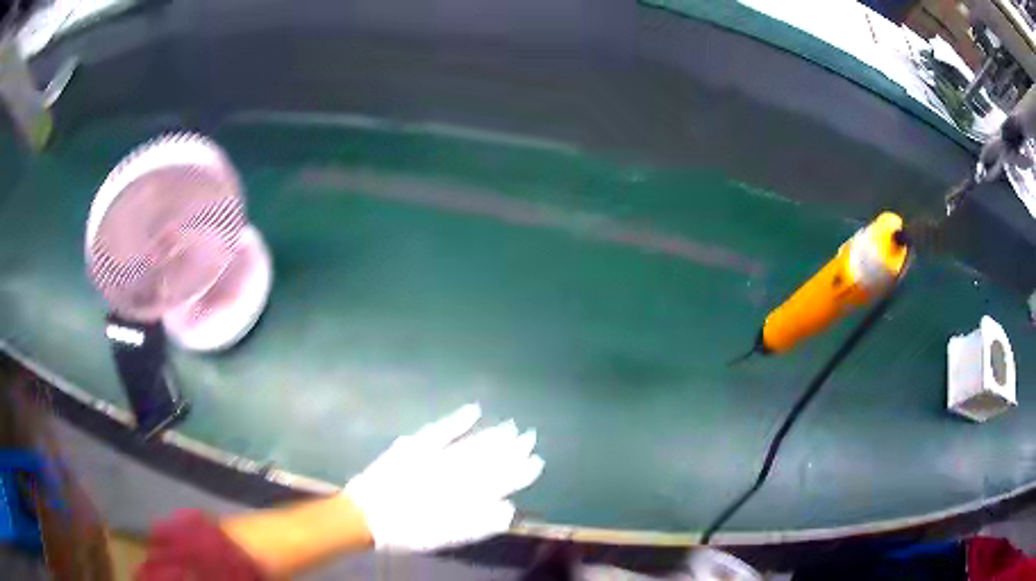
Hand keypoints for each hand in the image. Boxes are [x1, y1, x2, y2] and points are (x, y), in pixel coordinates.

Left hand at [344, 404, 543, 551]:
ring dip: (493, 436)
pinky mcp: (415, 446)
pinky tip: (473, 410)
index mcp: (461, 496)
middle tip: (530, 437)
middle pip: (488, 459)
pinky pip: (441, 430)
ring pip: (471, 445)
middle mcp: (452, 473)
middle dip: (511, 450)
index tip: (536, 461)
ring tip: (511, 426)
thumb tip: (509, 508)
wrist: (367, 516)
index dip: (518, 472)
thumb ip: (479, 524)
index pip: (498, 481)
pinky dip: (458, 420)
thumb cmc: (407, 532)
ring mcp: (434, 457)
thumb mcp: (446, 537)